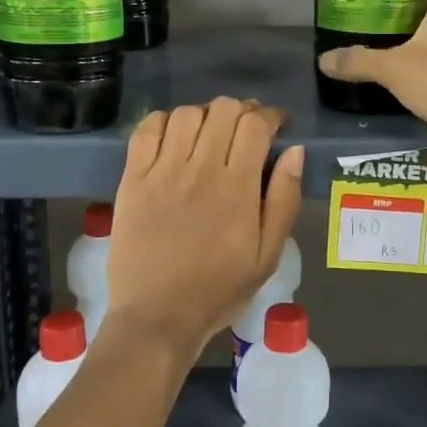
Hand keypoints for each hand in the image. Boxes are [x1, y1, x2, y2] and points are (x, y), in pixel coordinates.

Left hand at [104, 97, 304, 361]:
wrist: (157, 316)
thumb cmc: (219, 289)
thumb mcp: (268, 255)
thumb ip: (284, 199)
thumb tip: (294, 150)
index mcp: (237, 187)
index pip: (255, 125)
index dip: (270, 116)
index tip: (276, 125)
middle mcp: (200, 169)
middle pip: (223, 110)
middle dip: (241, 111)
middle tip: (246, 130)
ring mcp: (161, 171)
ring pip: (186, 113)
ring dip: (205, 115)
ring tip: (210, 134)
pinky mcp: (132, 179)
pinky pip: (146, 130)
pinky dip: (164, 122)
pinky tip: (174, 137)